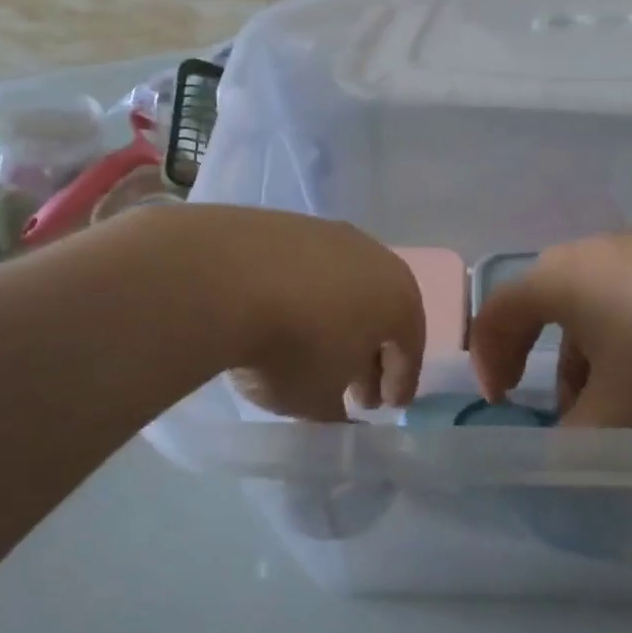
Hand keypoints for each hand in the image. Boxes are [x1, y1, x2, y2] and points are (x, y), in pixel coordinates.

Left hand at [186, 208, 424, 421]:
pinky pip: (305, 269)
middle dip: (370, 353)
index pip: (410, 347)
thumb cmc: (291, 347)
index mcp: (398, 299)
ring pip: (343, 286)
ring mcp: (327, 234)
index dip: (401, 381)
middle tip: (355, 390)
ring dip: (335, 320)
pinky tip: (279, 316)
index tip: (388, 407)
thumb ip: (336, 409)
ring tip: (312, 352)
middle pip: (380, 311)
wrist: (222, 278)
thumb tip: (338, 408)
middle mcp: (372, 257)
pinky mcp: (284, 223)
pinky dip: (302, 295)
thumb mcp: (317, 399)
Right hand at [469, 228, 631, 426]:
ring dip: (585, 357)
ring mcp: (631, 250)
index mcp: (553, 281)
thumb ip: (578, 439)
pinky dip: (621, 339)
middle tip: (554, 410)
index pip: (495, 315)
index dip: (487, 360)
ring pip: (588, 308)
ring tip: (612, 404)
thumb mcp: (621, 408)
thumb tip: (559, 458)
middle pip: (541, 309)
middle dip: (540, 364)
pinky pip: (625, 299)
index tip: (501, 403)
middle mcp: (583, 256)